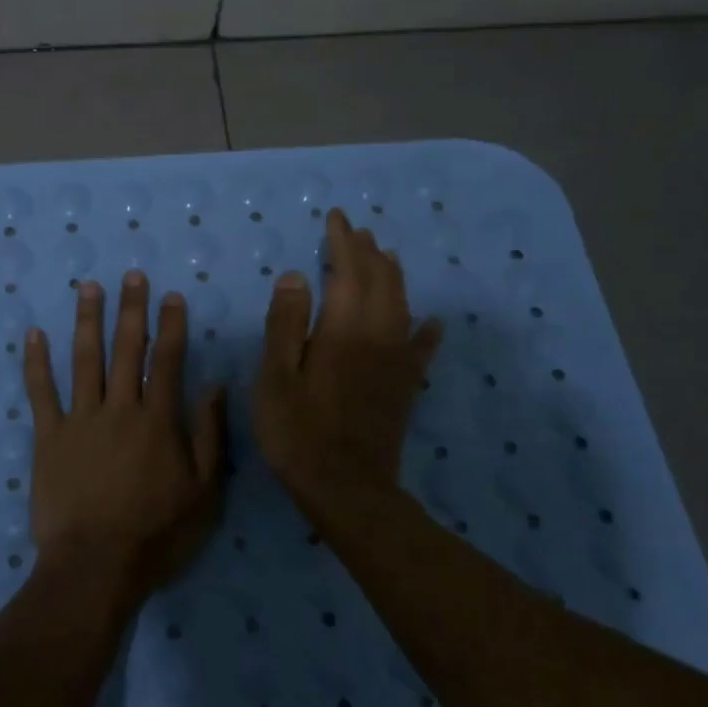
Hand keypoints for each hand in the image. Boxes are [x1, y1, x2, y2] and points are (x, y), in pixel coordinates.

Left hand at [24, 272, 225, 595]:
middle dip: (131, 309)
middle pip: (127, 349)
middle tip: (131, 275)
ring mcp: (80, 419)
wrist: (96, 566)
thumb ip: (211, 436)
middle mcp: (120, 408)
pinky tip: (34, 333)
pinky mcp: (48, 436)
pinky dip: (36, 361)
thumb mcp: (204, 492)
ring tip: (89, 287)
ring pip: (85, 359)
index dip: (171, 325)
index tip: (171, 296)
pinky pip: (40, 391)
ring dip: (88, 320)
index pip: (167, 360)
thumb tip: (214, 387)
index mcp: (158, 420)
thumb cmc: (157, 534)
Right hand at [253, 208, 444, 504]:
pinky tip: (432, 321)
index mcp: (343, 330)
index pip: (348, 271)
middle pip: (380, 281)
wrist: (347, 489)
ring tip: (383, 256)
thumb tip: (296, 275)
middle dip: (367, 252)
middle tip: (355, 231)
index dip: (342, 242)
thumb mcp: (275, 376)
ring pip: (401, 305)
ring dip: (392, 276)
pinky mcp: (405, 385)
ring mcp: (396, 361)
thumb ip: (285, 324)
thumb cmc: (297, 431)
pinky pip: (421, 348)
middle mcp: (377, 336)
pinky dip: (426, 329)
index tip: (335, 218)